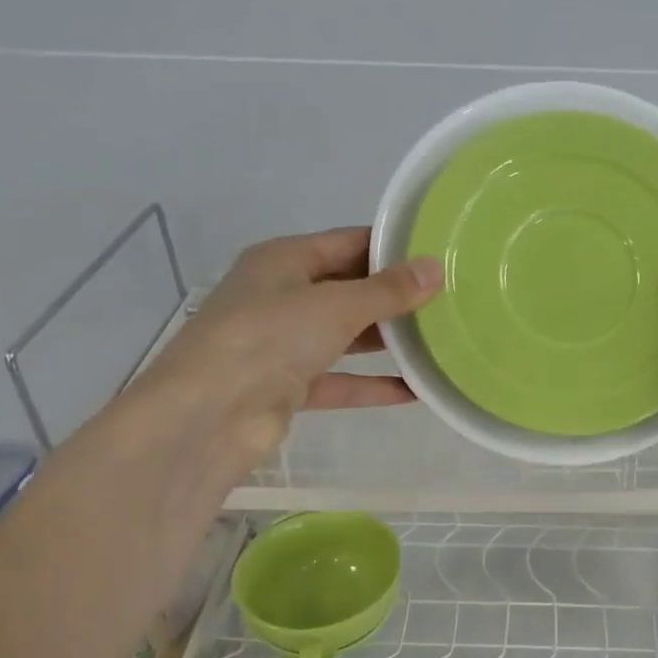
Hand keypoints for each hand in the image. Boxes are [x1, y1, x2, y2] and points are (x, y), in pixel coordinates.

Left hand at [142, 226, 442, 460]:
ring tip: (438, 339)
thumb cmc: (269, 338)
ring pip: (344, 336)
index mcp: (283, 261)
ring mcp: (283, 345)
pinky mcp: (288, 388)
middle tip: (448, 299)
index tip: (438, 254)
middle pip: (348, 290)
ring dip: (386, 341)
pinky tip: (415, 389)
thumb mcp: (335, 306)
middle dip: (393, 296)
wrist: (209, 415)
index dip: (391, 247)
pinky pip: (339, 380)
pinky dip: (372, 384)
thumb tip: (436, 269)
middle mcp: (281, 297)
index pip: (347, 243)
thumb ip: (387, 291)